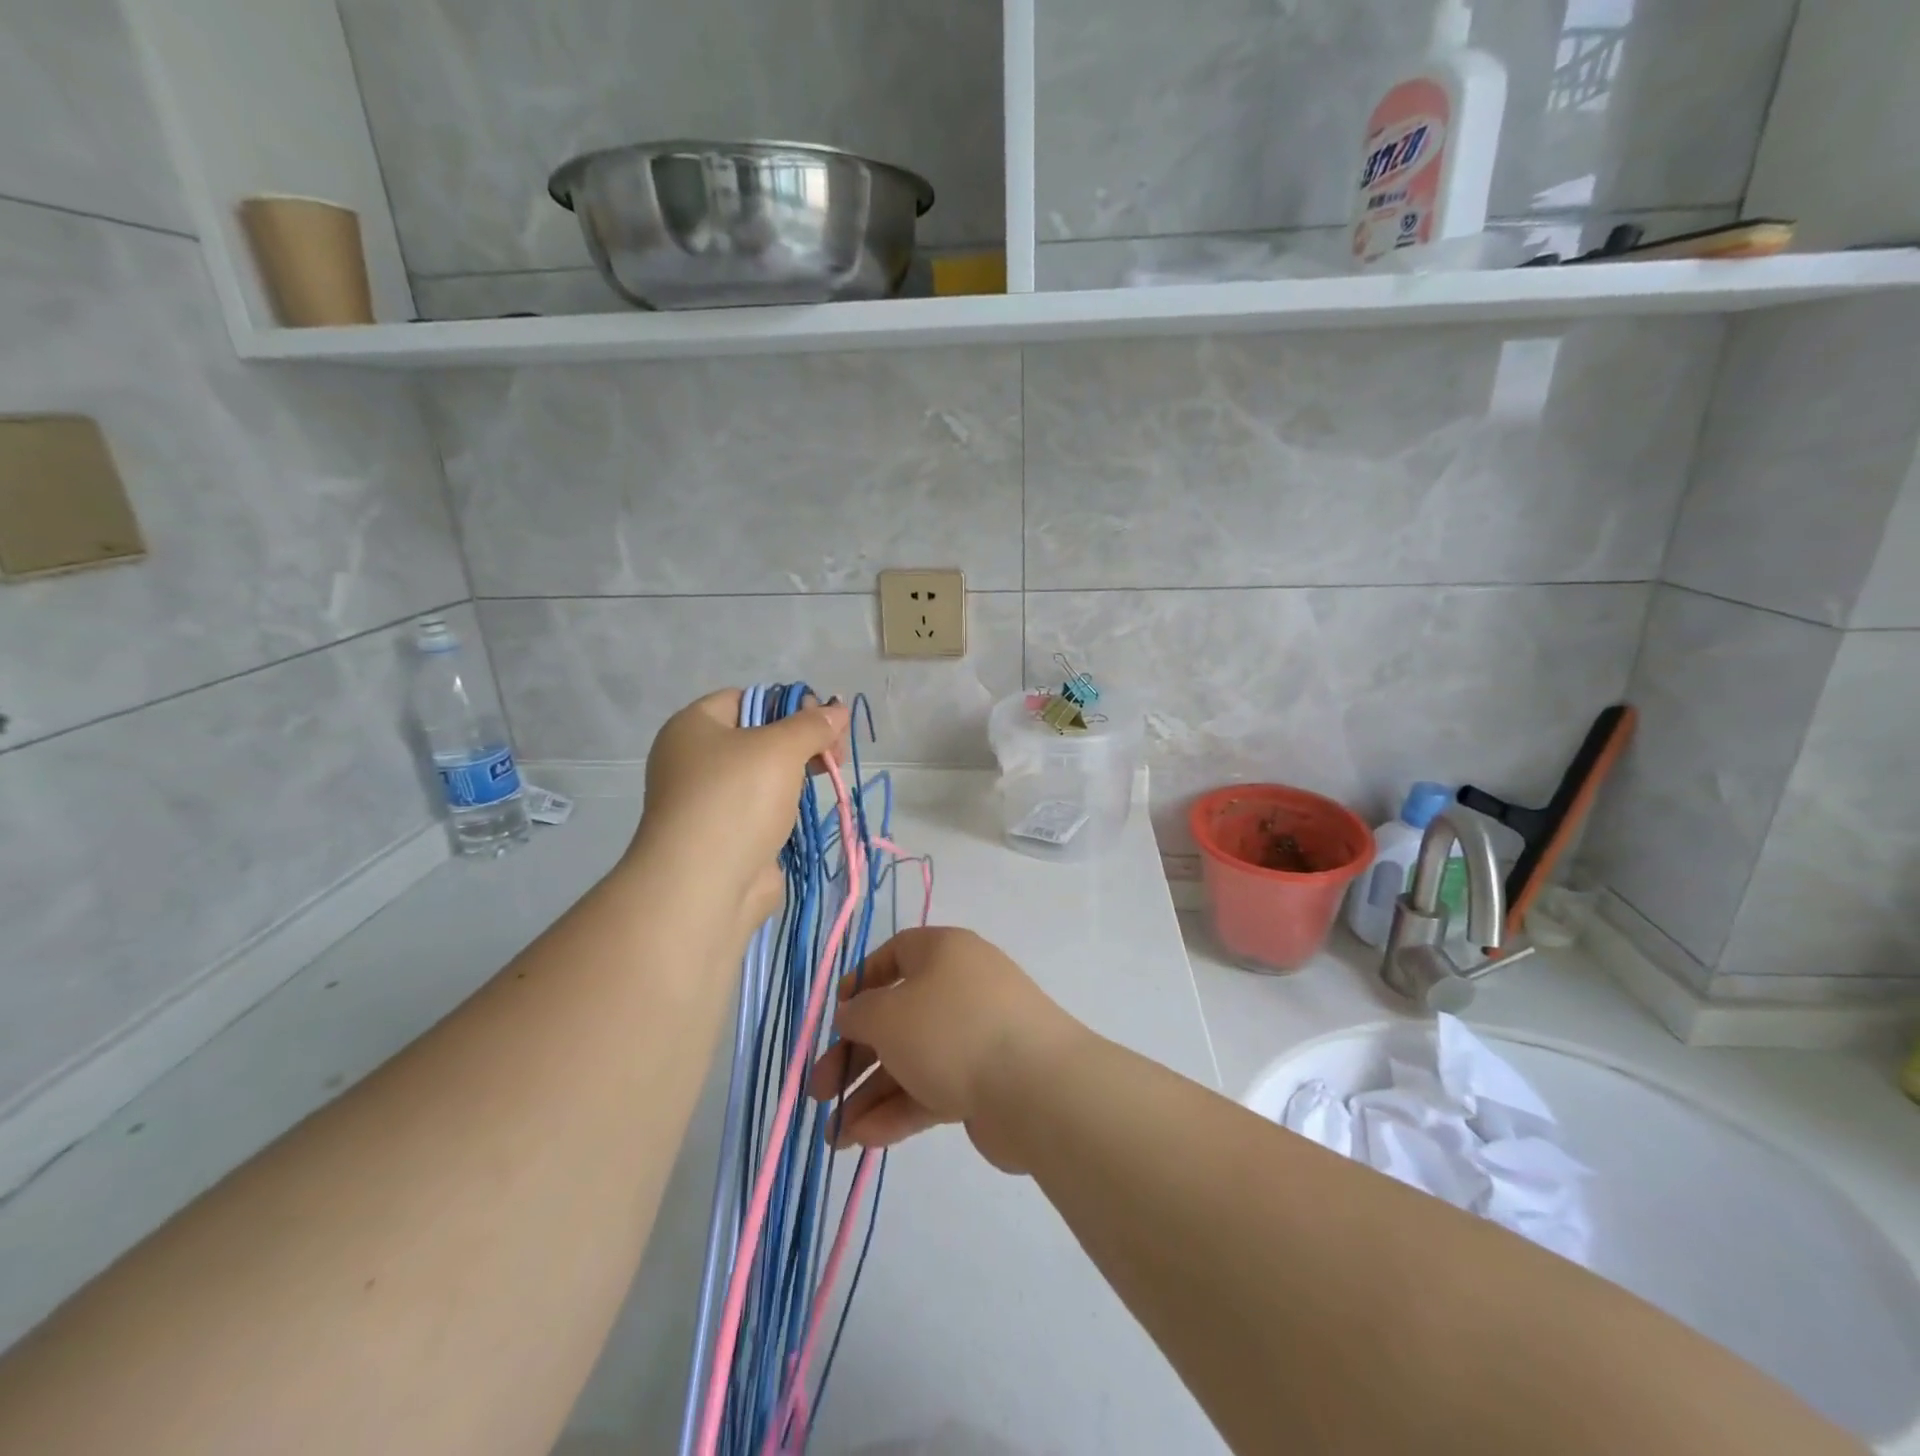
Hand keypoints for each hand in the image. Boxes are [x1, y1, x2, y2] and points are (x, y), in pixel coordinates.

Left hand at [630, 690, 849, 929]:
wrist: (704, 885)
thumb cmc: (737, 799)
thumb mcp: (780, 748)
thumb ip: (812, 725)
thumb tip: (838, 709)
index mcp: (693, 726)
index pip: (745, 698)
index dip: (786, 704)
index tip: (822, 722)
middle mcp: (693, 759)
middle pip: (756, 736)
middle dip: (799, 740)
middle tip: (834, 754)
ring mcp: (707, 800)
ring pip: (761, 774)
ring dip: (795, 774)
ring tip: (827, 778)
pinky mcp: (723, 835)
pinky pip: (760, 808)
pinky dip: (784, 807)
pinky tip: (805, 810)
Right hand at [806, 927, 1087, 1172]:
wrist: (1037, 1088)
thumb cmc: (952, 1030)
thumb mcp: (889, 1014)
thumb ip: (859, 1013)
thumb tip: (852, 1014)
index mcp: (944, 953)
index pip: (895, 955)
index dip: (860, 983)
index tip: (835, 1016)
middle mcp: (960, 988)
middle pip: (896, 1017)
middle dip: (853, 1055)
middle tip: (818, 1091)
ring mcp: (975, 1036)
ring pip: (911, 1060)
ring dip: (869, 1095)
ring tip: (834, 1137)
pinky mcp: (984, 1082)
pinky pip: (932, 1089)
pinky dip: (898, 1112)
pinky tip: (863, 1141)